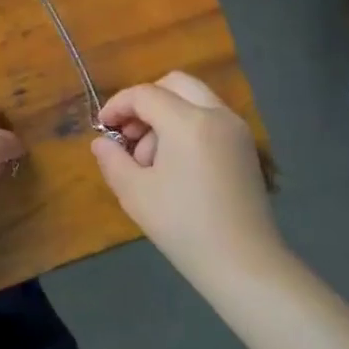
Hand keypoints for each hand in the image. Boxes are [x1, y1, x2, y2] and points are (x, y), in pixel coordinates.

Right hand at [91, 71, 284, 285]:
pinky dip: (188, 126)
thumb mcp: (135, 193)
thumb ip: (113, 159)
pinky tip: (175, 165)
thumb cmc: (183, 226)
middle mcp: (217, 115)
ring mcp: (236, 130)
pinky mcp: (246, 148)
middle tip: (129, 133)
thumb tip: (102, 142)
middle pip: (175, 84)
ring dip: (167, 115)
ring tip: (151, 160)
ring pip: (194, 99)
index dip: (118, 106)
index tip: (103, 128)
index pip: (145, 94)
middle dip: (146, 101)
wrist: (244, 264)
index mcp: (189, 122)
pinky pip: (210, 119)